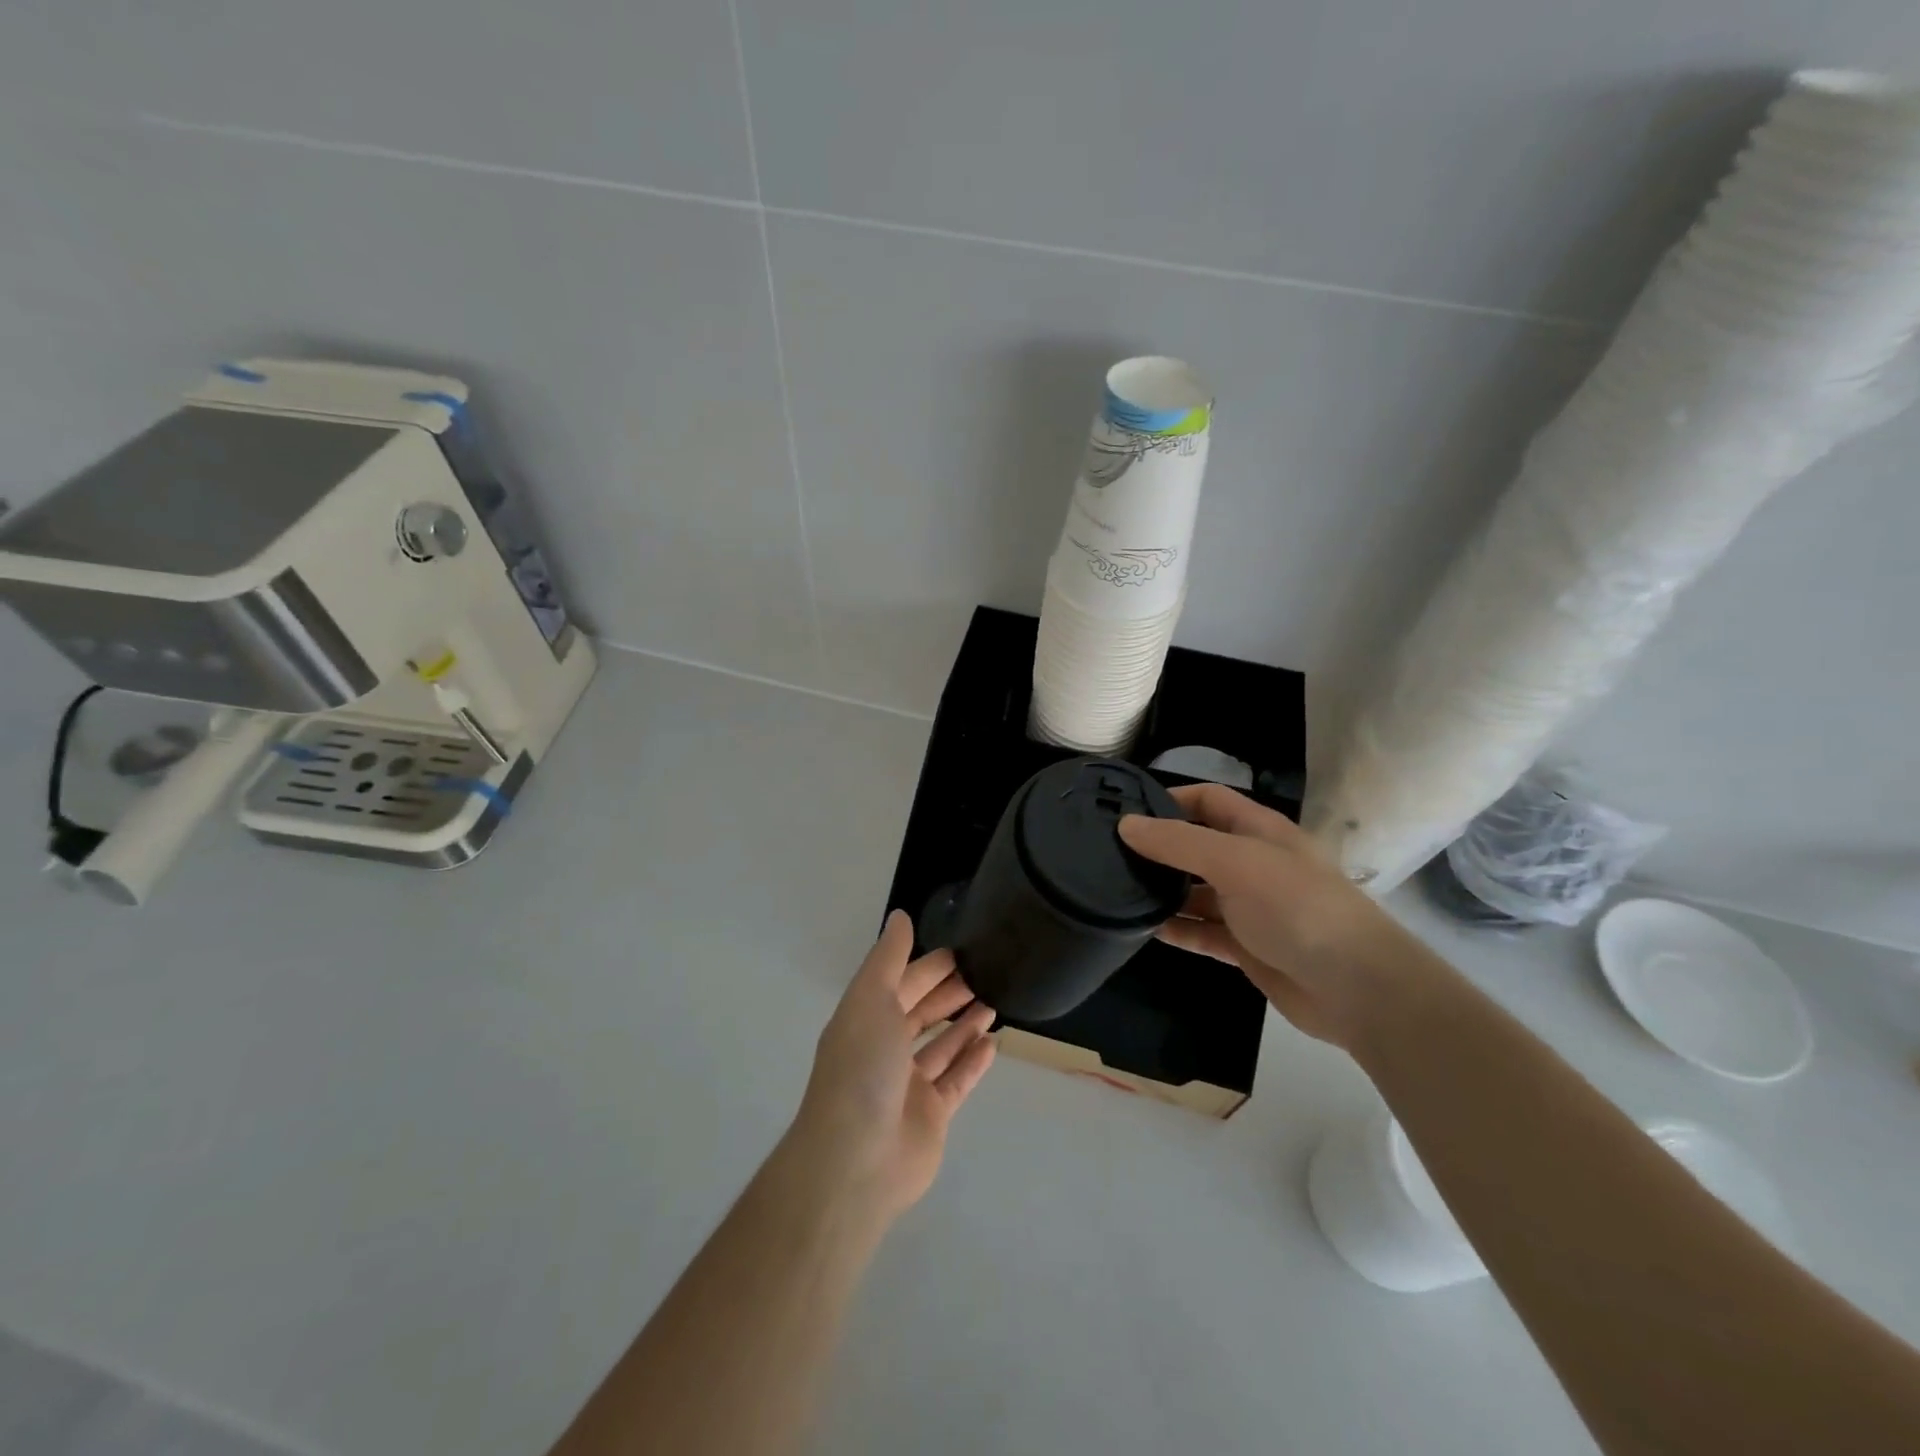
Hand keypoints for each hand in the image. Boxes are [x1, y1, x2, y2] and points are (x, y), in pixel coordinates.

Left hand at [789, 911, 996, 1222]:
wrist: (856, 1160)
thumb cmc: (862, 1069)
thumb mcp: (870, 999)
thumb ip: (888, 958)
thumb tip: (899, 916)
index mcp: (865, 1019)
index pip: (901, 983)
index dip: (929, 966)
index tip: (962, 950)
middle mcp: (884, 1050)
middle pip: (921, 1012)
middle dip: (949, 992)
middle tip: (987, 971)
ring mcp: (907, 1086)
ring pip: (941, 1046)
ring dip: (965, 1024)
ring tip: (995, 1001)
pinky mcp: (930, 1116)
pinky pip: (956, 1082)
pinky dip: (972, 1062)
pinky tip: (993, 1043)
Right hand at [1118, 784, 1451, 1049]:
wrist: (1355, 987)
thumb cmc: (1296, 907)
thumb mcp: (1234, 862)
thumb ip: (1178, 843)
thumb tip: (1126, 824)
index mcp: (1258, 831)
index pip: (1208, 800)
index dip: (1170, 799)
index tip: (1126, 812)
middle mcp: (1253, 863)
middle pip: (1198, 846)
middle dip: (1159, 849)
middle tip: (1109, 855)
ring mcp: (1251, 907)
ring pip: (1197, 892)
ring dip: (1164, 892)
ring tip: (1117, 892)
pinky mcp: (1247, 947)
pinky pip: (1203, 931)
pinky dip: (1178, 929)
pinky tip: (1144, 930)